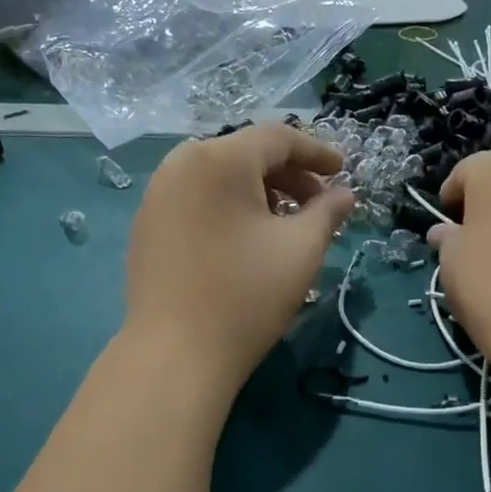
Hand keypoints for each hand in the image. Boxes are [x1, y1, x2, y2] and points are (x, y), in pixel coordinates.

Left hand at [124, 123, 353, 390]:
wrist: (176, 353)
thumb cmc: (247, 294)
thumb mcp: (302, 249)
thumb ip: (328, 212)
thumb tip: (345, 194)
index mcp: (219, 159)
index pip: (278, 138)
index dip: (317, 151)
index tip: (343, 171)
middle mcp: (180, 164)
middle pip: (245, 154)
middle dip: (288, 174)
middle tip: (318, 203)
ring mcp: (156, 195)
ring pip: (219, 177)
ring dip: (259, 191)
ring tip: (285, 224)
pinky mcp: (146, 225)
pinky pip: (196, 199)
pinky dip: (228, 207)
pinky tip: (245, 240)